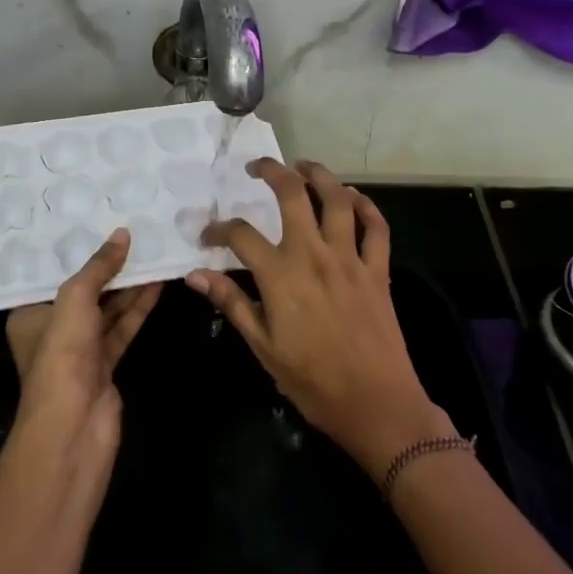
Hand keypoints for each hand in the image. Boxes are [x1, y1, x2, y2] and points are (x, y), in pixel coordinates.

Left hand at [6, 228, 161, 461]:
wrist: (74, 428)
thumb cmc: (62, 355)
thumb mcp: (75, 299)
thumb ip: (99, 267)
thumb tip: (123, 234)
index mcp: (30, 314)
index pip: (54, 274)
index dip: (77, 250)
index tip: (98, 222)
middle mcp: (53, 329)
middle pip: (85, 290)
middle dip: (108, 266)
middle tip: (134, 234)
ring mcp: (80, 350)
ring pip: (107, 308)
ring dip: (129, 285)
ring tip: (152, 252)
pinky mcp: (105, 365)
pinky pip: (123, 327)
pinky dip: (138, 308)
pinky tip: (157, 284)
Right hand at [188, 160, 449, 476]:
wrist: (377, 406)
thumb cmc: (313, 382)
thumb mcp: (263, 348)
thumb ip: (231, 303)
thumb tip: (194, 274)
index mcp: (281, 275)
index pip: (241, 234)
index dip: (219, 229)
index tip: (209, 236)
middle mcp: (314, 255)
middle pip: (293, 194)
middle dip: (273, 172)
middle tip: (258, 167)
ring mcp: (350, 259)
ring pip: (337, 199)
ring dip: (320, 175)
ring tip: (304, 166)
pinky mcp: (378, 270)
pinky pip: (376, 227)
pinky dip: (366, 206)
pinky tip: (353, 197)